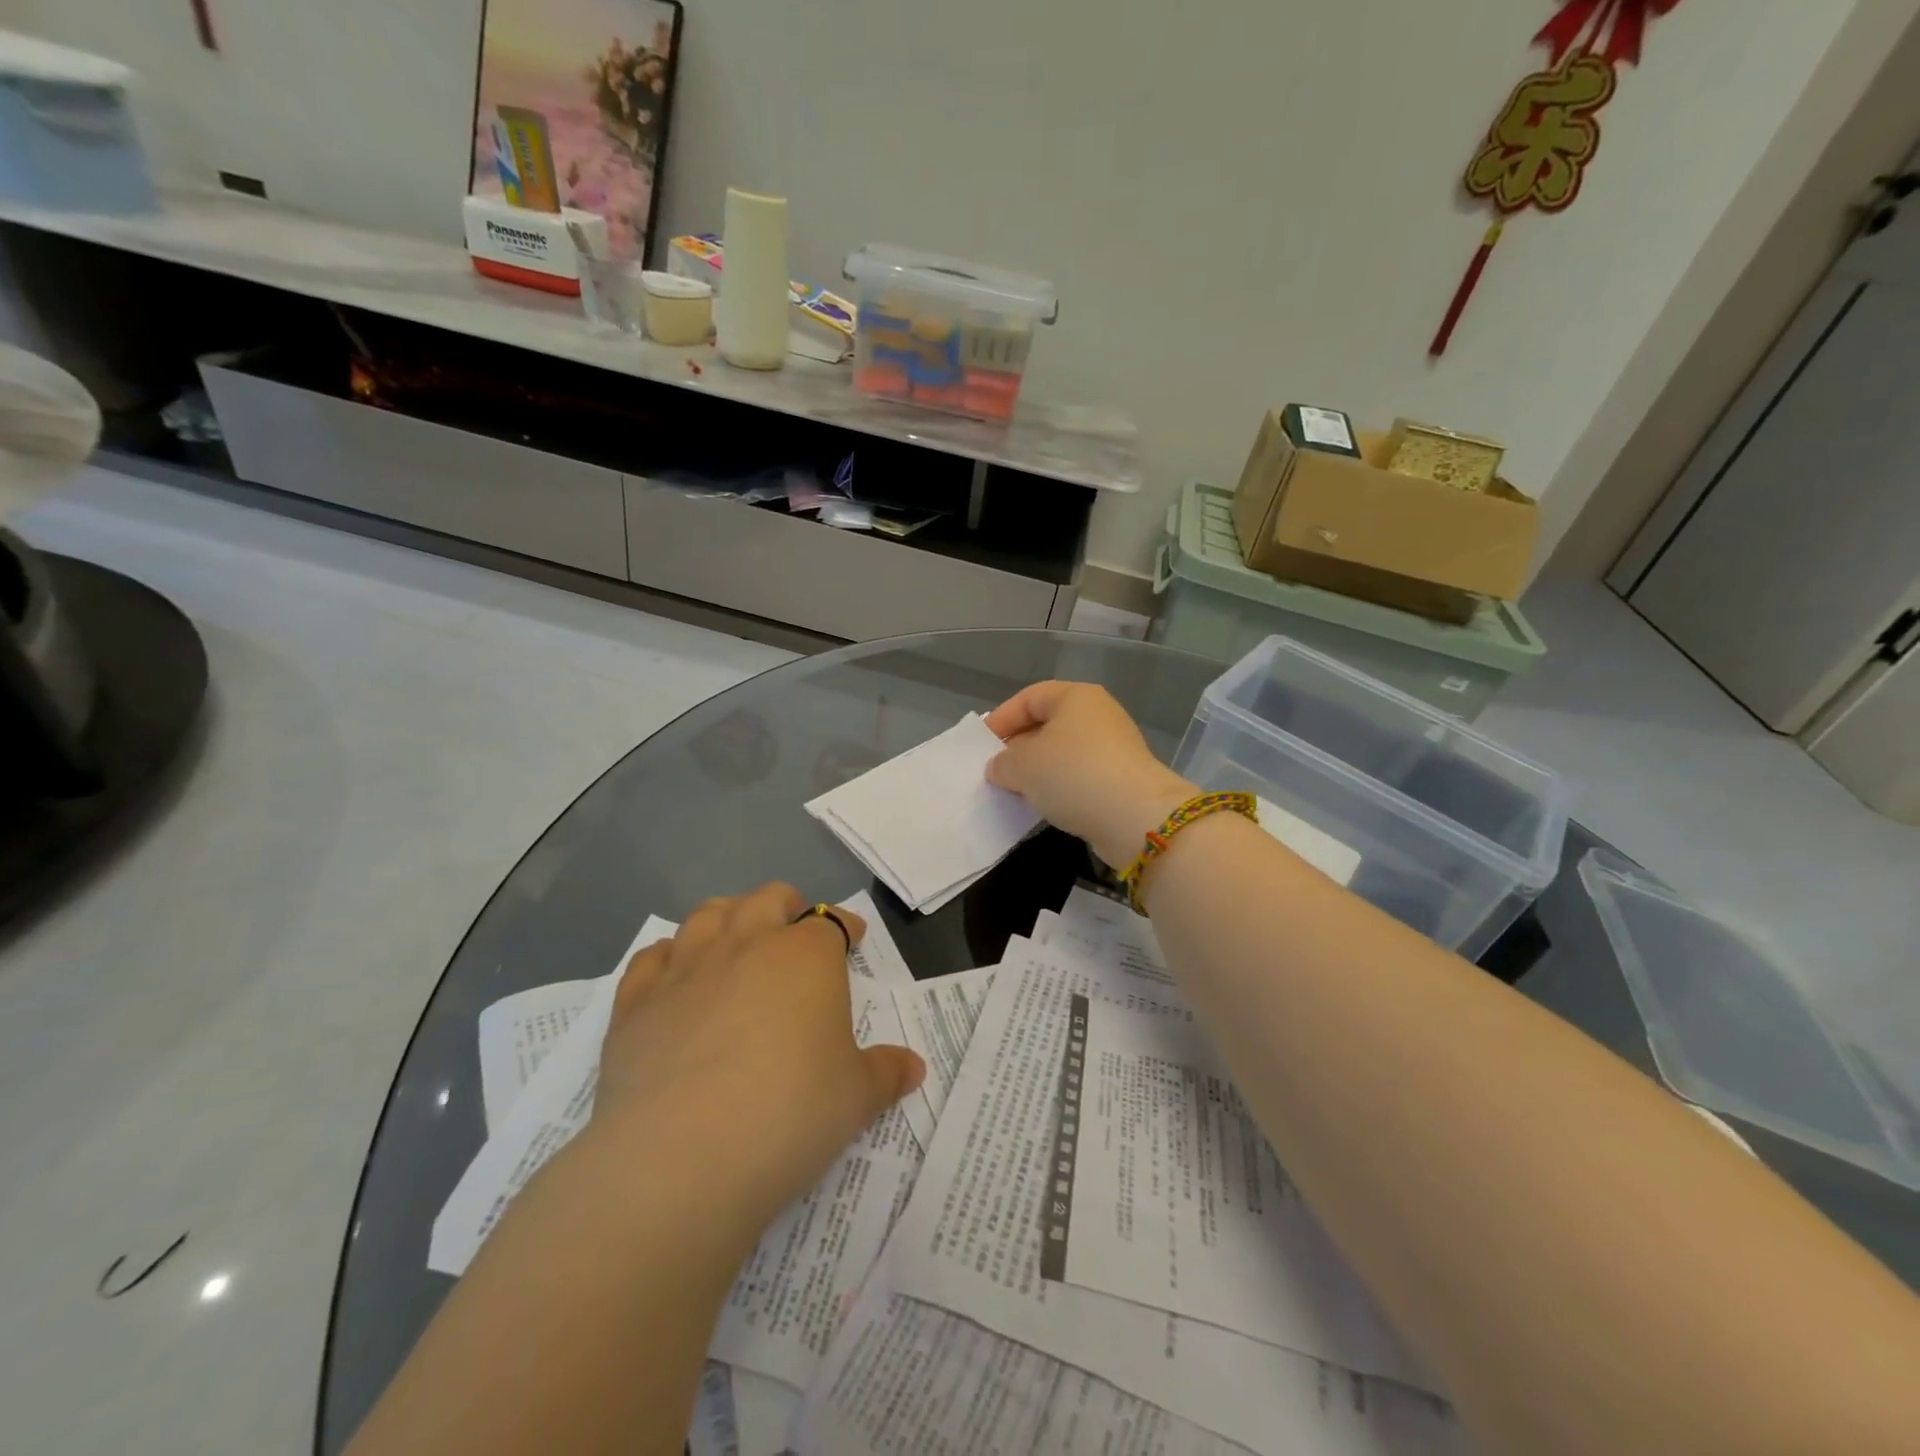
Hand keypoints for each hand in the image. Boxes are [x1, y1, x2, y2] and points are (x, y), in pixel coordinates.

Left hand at [592, 884, 924, 1227]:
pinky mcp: (636, 1004)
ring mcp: (686, 970)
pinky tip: (674, 975)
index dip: (844, 927)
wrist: (682, 1157)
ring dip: (728, 918)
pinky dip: (668, 957)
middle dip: (786, 907)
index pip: (830, 922)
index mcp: (805, 957)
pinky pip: (652, 958)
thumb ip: (886, 1073)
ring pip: (707, 915)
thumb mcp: (856, 1098)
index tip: (853, 938)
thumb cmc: (789, 1114)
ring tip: (736, 939)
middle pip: (767, 900)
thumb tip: (913, 1067)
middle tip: (794, 931)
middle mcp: (746, 946)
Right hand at [984, 681, 1194, 868]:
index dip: (1002, 719)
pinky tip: (1045, 805)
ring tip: (1016, 791)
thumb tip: (1001, 767)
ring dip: (1039, 771)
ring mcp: (1114, 747)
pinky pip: (1080, 776)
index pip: (1029, 697)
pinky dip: (1060, 787)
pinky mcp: (1122, 779)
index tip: (982, 746)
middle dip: (1019, 746)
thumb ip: (1002, 762)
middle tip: (996, 770)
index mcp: (1076, 697)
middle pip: (1048, 724)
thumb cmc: (1072, 775)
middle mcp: (1098, 715)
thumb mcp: (1022, 765)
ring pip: (1064, 753)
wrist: (1135, 817)